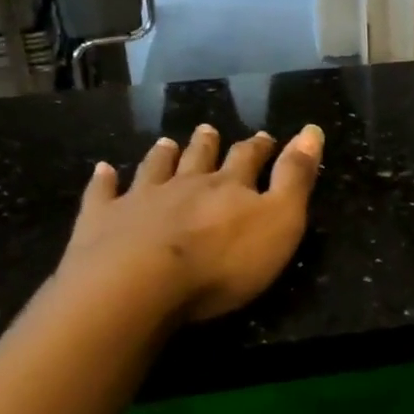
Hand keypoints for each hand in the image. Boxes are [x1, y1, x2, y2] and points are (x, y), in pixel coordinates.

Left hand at [58, 123, 322, 324]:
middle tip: (208, 129)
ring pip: (154, 169)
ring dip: (163, 156)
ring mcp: (140, 199)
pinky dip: (104, 181)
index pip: (248, 159)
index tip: (264, 137)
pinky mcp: (101, 221)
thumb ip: (295, 178)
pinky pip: (102, 194)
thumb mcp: (280, 221)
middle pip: (198, 158)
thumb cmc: (221, 261)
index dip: (258, 148)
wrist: (138, 284)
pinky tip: (102, 170)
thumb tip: (312, 130)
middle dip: (207, 144)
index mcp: (228, 187)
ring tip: (166, 143)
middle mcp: (185, 184)